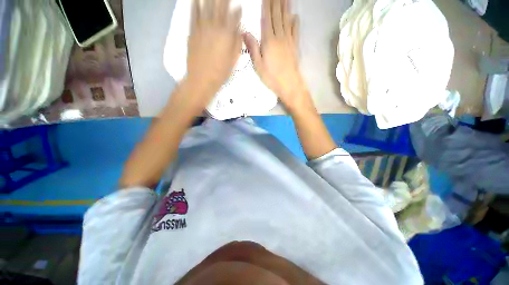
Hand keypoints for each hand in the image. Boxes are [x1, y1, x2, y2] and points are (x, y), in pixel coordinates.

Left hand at [186, 0, 241, 101]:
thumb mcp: (234, 60)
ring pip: (207, 5)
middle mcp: (216, 26)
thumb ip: (237, 42)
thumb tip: (239, 29)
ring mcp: (202, 26)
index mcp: (228, 35)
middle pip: (221, 6)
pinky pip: (194, 13)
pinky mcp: (192, 30)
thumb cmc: (221, 72)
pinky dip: (195, 4)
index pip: (235, 16)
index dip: (237, 10)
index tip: (239, 6)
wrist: (202, 79)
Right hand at [244, 0, 309, 110]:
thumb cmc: (272, 77)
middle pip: (277, 15)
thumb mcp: (258, 66)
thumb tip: (244, 32)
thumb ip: (253, 48)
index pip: (267, 18)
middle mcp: (279, 37)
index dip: (266, 5)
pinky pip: (295, 31)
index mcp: (268, 41)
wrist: (289, 84)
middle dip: (276, 2)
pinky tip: (295, 16)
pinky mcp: (295, 46)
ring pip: (286, 20)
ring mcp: (289, 41)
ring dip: (286, 7)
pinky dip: (295, 22)